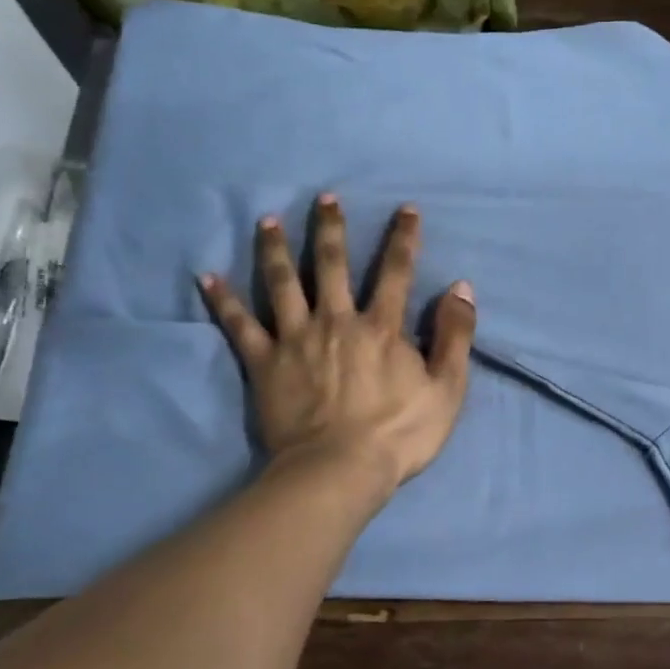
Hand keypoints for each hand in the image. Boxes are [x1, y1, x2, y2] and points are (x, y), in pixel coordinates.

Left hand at [199, 196, 475, 494]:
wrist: (339, 470)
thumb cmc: (399, 433)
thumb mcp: (447, 388)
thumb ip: (455, 335)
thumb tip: (461, 287)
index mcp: (381, 327)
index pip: (396, 271)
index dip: (403, 238)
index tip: (405, 209)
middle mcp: (337, 321)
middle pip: (331, 264)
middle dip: (331, 228)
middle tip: (325, 198)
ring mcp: (296, 339)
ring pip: (282, 283)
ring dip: (275, 249)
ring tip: (268, 220)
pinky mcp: (264, 363)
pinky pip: (240, 326)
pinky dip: (224, 301)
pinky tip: (207, 278)